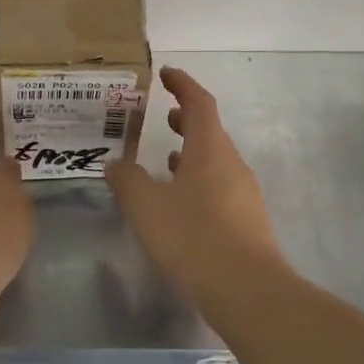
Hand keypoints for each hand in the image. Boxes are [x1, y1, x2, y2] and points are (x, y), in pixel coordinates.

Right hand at [105, 67, 286, 302]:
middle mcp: (232, 164)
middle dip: (186, 120)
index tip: (166, 73)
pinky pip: (219, 187)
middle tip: (164, 116)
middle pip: (210, 131)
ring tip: (165, 158)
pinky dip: (198, 181)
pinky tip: (181, 203)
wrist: (248, 291)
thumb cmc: (194, 237)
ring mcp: (244, 193)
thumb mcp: (147, 207)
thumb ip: (128, 180)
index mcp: (210, 149)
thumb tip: (114, 163)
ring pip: (215, 161)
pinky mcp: (246, 221)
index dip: (182, 84)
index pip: (199, 103)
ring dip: (191, 153)